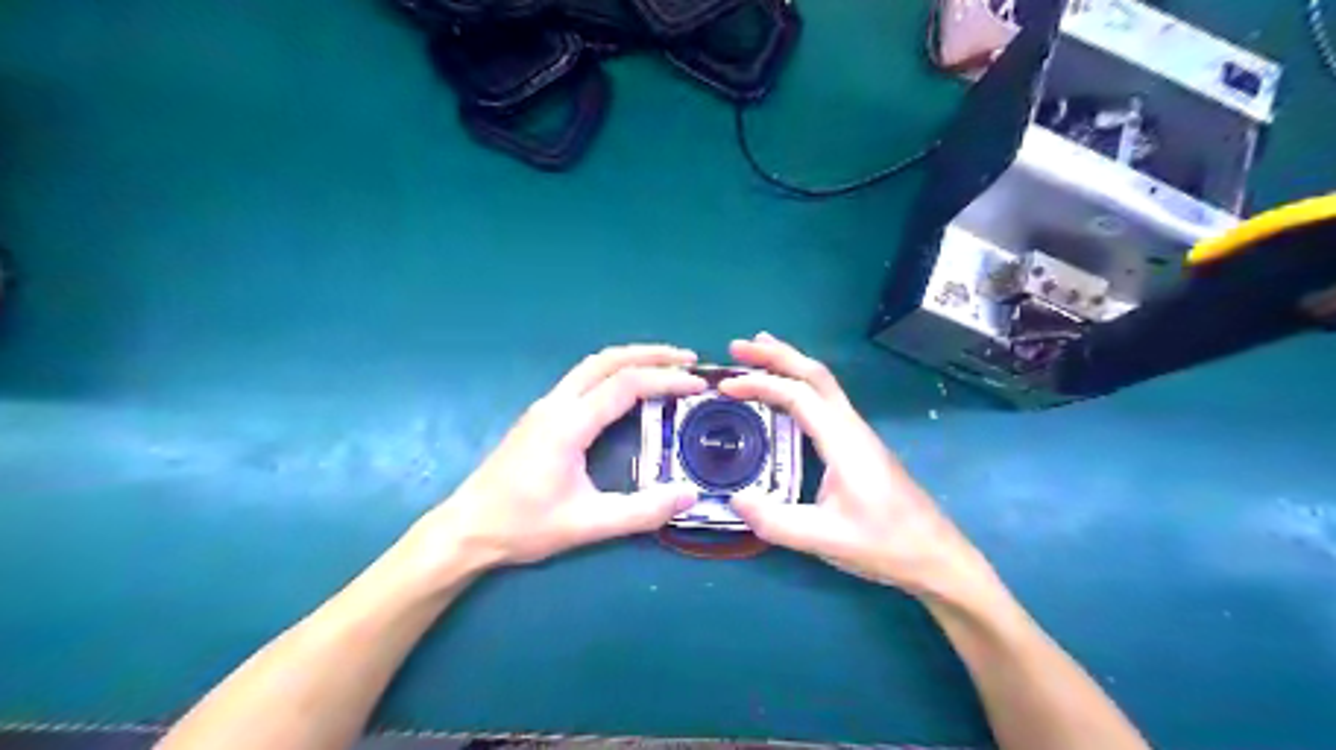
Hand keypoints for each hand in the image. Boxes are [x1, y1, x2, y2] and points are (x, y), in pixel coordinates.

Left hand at [417, 346, 708, 572]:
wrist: (466, 528)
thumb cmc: (523, 526)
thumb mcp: (586, 525)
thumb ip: (640, 512)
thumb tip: (689, 496)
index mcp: (568, 424)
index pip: (626, 385)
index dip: (666, 380)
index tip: (698, 384)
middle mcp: (556, 405)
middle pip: (608, 360)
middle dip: (651, 354)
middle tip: (689, 359)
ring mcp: (545, 407)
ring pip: (592, 365)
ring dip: (631, 358)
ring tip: (665, 366)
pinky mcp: (540, 416)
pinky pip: (583, 378)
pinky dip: (614, 372)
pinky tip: (628, 389)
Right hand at [726, 335, 995, 603]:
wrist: (935, 555)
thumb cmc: (884, 545)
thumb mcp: (825, 539)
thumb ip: (776, 522)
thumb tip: (733, 499)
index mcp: (844, 442)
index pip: (799, 396)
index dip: (761, 385)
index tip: (726, 387)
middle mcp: (852, 427)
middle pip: (815, 374)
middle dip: (776, 355)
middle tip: (738, 347)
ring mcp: (858, 433)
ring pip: (823, 383)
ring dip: (790, 363)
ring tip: (758, 353)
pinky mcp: (859, 444)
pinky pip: (826, 400)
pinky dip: (800, 384)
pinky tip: (786, 395)